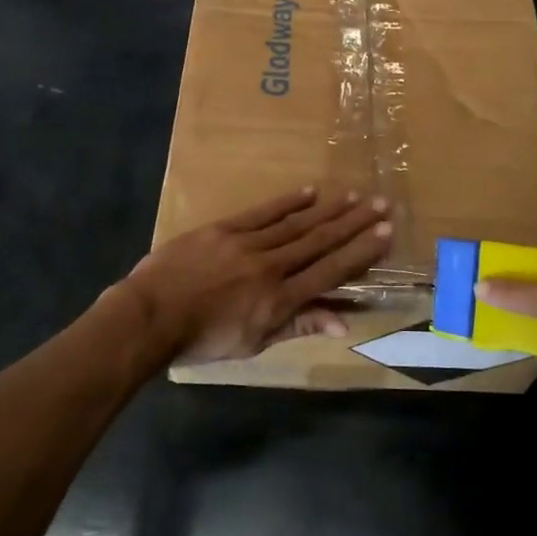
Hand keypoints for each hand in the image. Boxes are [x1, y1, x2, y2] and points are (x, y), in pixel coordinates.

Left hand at [122, 188, 392, 364]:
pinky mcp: (226, 228)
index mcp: (280, 300)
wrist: (151, 315)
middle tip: (382, 205)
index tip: (385, 234)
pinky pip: (264, 212)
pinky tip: (310, 192)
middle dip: (354, 224)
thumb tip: (344, 322)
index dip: (360, 252)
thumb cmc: (202, 339)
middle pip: (320, 241)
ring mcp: (248, 244)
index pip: (330, 272)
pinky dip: (288, 202)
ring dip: (329, 209)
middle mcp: (271, 267)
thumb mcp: (254, 343)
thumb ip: (298, 326)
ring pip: (297, 224)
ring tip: (355, 195)